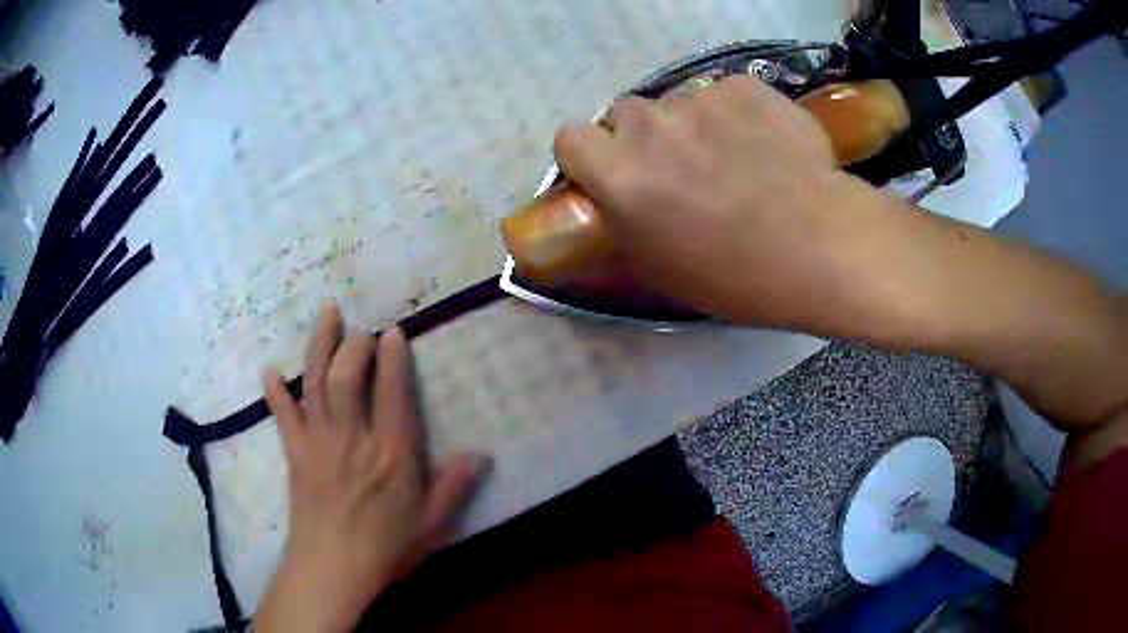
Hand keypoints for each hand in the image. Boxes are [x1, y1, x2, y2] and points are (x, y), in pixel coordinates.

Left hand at [254, 305, 487, 632]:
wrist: (333, 568)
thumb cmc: (386, 547)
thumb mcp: (431, 522)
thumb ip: (453, 486)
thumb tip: (480, 454)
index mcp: (391, 453)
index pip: (392, 393)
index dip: (393, 358)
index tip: (393, 332)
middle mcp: (353, 437)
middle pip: (346, 377)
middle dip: (353, 345)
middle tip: (361, 331)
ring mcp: (319, 442)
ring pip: (315, 383)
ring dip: (319, 345)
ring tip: (327, 314)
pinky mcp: (295, 453)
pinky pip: (282, 415)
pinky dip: (275, 392)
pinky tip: (269, 371)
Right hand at [554, 75, 894, 328]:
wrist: (822, 246)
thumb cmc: (738, 276)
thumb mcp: (661, 268)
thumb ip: (625, 222)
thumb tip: (620, 200)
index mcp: (619, 175)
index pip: (569, 139)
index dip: (590, 156)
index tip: (612, 173)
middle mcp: (649, 126)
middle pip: (625, 115)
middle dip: (642, 137)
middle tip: (680, 169)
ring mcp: (700, 99)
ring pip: (679, 103)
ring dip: (694, 125)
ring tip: (737, 158)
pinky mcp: (745, 86)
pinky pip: (725, 94)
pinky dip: (737, 114)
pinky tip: (766, 144)